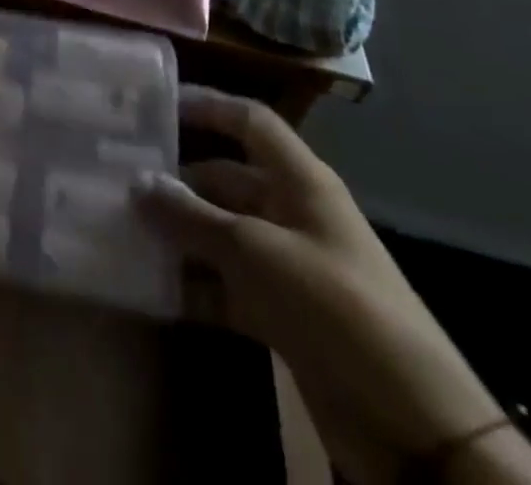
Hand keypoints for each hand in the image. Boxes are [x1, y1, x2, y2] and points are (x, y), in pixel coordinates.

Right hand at [135, 87, 530, 484]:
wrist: (414, 427)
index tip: (154, 103)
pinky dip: (192, 284)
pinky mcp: (282, 315)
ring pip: (220, 234)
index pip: (249, 121)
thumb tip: (137, 181)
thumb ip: (192, 217)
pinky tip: (149, 285)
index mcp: (300, 182)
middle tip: (117, 177)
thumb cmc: (335, 306)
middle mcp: (292, 214)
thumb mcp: (256, 253)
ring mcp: (288, 267)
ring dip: (177, 234)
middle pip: (225, 180)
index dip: (206, 105)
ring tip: (120, 226)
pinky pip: (226, 285)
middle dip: (175, 181)